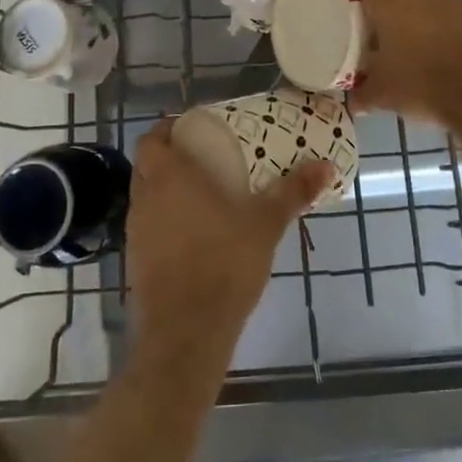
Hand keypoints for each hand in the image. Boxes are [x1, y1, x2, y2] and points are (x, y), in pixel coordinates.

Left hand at [124, 120, 332, 366]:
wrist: (185, 333)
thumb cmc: (223, 263)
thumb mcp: (265, 224)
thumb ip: (292, 192)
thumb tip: (326, 165)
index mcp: (169, 176)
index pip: (152, 137)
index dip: (169, 129)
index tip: (195, 130)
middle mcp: (145, 197)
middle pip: (147, 163)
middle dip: (170, 156)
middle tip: (204, 158)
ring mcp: (135, 231)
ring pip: (146, 195)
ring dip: (166, 189)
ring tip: (202, 194)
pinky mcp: (135, 261)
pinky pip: (148, 226)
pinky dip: (165, 220)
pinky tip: (194, 234)